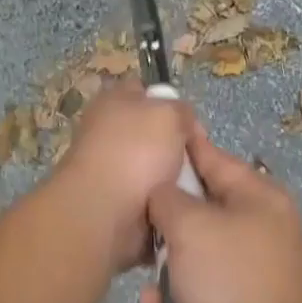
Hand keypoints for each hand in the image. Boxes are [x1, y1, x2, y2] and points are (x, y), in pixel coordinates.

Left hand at [50, 82, 195, 271]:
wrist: (103, 212)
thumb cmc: (136, 152)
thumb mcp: (170, 114)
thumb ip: (181, 110)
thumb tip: (181, 122)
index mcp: (113, 101)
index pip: (144, 90)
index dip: (170, 102)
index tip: (191, 124)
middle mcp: (106, 130)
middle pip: (152, 132)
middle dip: (176, 145)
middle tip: (197, 158)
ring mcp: (108, 167)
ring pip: (154, 167)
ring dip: (172, 177)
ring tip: (190, 187)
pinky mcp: (113, 199)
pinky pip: (148, 194)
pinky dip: (161, 200)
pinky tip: (173, 203)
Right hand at [140, 130, 301, 302]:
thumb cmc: (231, 279)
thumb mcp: (192, 227)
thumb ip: (168, 199)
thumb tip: (162, 195)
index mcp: (256, 197)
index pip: (212, 157)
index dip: (180, 147)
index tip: (150, 139)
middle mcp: (255, 229)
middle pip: (195, 215)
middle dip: (162, 238)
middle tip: (141, 246)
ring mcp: (248, 273)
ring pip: (189, 264)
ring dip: (164, 287)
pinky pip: (196, 301)